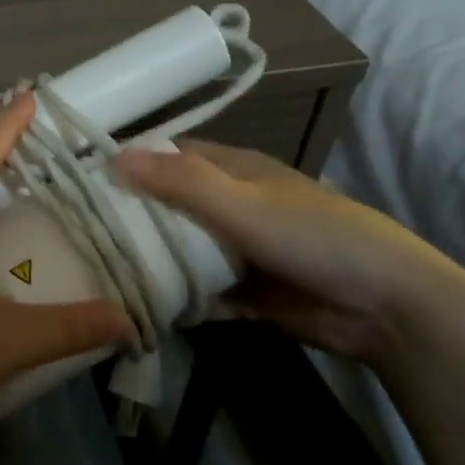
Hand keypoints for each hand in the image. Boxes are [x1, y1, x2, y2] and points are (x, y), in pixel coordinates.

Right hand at [114, 140, 464, 364]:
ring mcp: (238, 250)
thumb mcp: (242, 204)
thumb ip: (180, 182)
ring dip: (151, 258)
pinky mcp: (245, 291)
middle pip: (169, 205)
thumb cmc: (315, 237)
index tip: (82, 180)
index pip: (169, 156)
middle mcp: (230, 205)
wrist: (387, 308)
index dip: (129, 162)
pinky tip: (138, 304)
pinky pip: (198, 288)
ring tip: (95, 269)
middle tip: (78, 232)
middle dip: (132, 216)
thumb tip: (112, 158)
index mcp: (233, 170)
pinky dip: (175, 295)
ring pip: (181, 249)